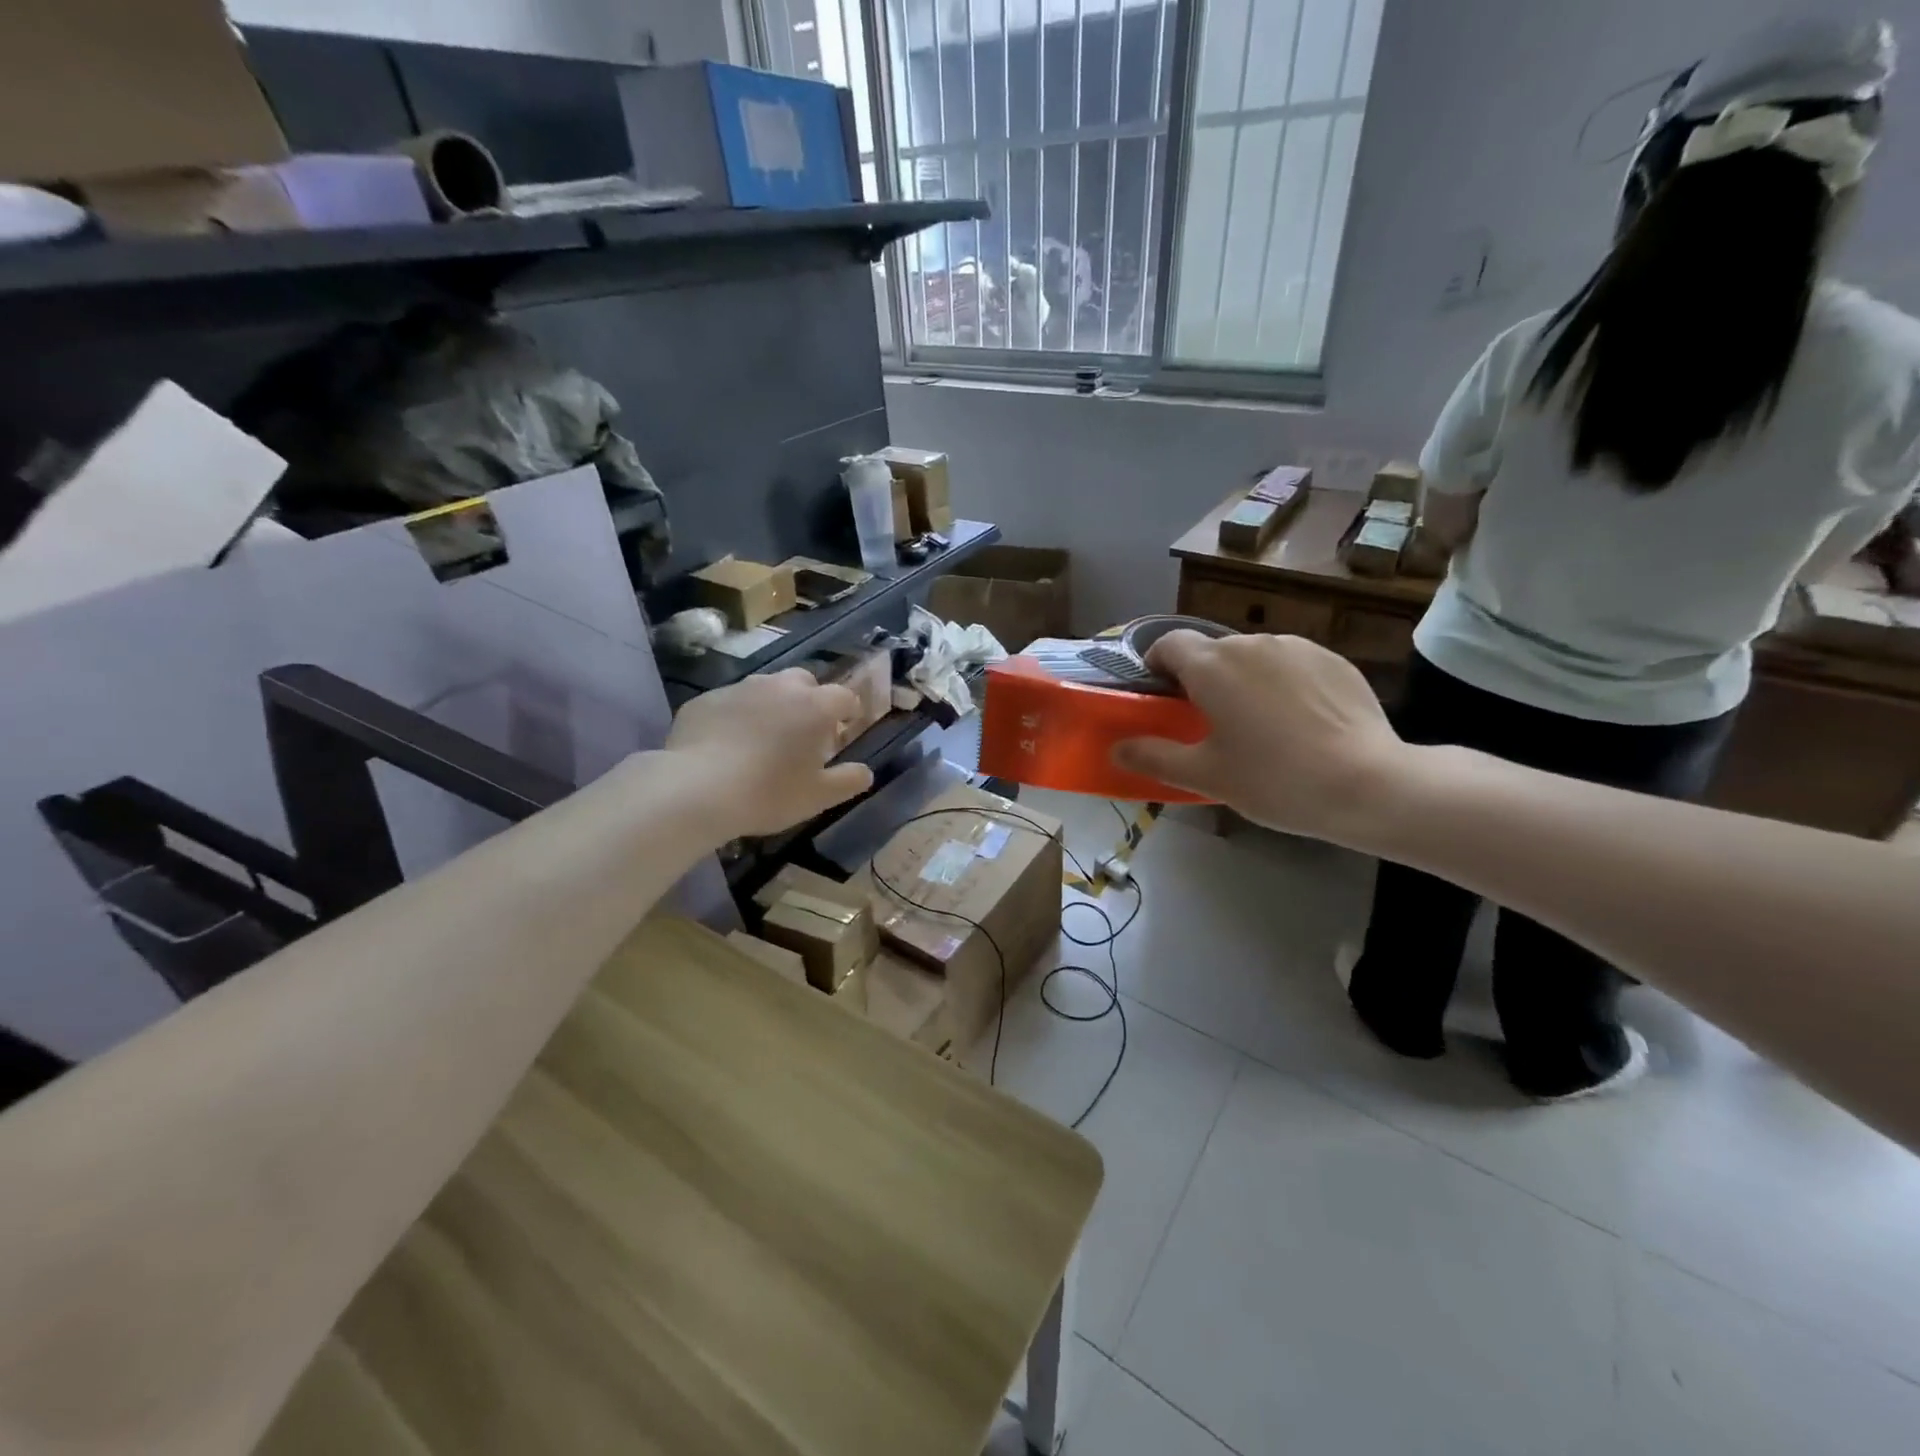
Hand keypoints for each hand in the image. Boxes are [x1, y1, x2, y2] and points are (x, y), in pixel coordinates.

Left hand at [663, 669, 874, 838]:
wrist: (696, 789)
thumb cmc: (768, 793)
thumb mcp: (818, 797)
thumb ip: (848, 781)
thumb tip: (866, 772)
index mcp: (815, 707)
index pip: (844, 697)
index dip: (848, 712)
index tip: (843, 729)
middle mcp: (780, 687)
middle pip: (804, 682)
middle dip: (810, 700)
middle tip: (804, 732)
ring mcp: (739, 689)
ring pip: (766, 688)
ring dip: (772, 706)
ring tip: (764, 738)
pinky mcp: (705, 699)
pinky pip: (730, 702)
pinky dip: (736, 716)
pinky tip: (727, 744)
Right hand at [1111, 631, 1408, 843]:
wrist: (1367, 784)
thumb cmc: (1273, 779)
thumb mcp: (1205, 775)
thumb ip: (1153, 757)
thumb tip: (1116, 750)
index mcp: (1212, 666)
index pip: (1168, 644)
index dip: (1156, 666)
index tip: (1160, 698)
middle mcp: (1251, 643)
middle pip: (1211, 652)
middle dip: (1202, 679)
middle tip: (1208, 724)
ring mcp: (1298, 647)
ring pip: (1253, 657)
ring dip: (1243, 681)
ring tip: (1259, 726)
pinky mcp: (1334, 659)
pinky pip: (1292, 665)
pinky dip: (1282, 685)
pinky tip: (1299, 724)